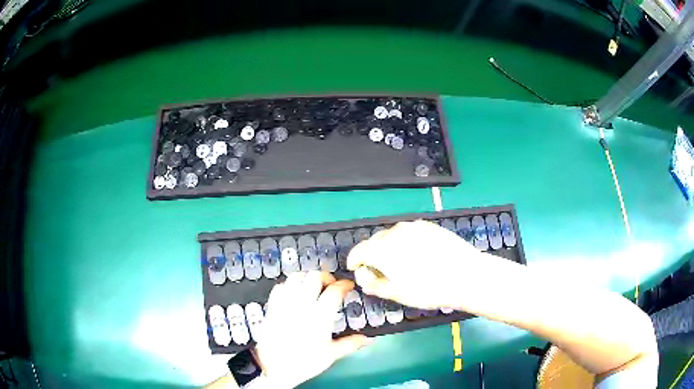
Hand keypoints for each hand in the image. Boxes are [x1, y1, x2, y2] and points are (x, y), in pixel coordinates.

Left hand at [253, 271, 371, 387]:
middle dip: (326, 277)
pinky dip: (289, 285)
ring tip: (313, 286)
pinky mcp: (273, 307)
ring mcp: (286, 304)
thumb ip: (350, 344)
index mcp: (320, 315)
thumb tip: (367, 340)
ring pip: (296, 277)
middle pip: (314, 277)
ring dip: (307, 278)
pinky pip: (281, 286)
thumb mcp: (331, 355)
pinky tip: (294, 293)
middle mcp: (302, 305)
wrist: (273, 367)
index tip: (348, 286)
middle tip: (331, 284)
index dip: (344, 285)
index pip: (334, 290)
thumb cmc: (303, 362)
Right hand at [347, 220, 487, 309]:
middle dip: (372, 255)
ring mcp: (413, 226)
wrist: (466, 275)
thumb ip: (372, 284)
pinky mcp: (428, 226)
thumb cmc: (428, 289)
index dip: (354, 261)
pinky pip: (409, 233)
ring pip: (392, 236)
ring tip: (400, 265)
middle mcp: (395, 232)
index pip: (359, 251)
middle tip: (380, 272)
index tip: (356, 270)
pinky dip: (405, 242)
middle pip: (375, 242)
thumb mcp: (396, 294)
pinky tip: (417, 256)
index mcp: (382, 249)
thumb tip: (363, 275)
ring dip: (389, 248)